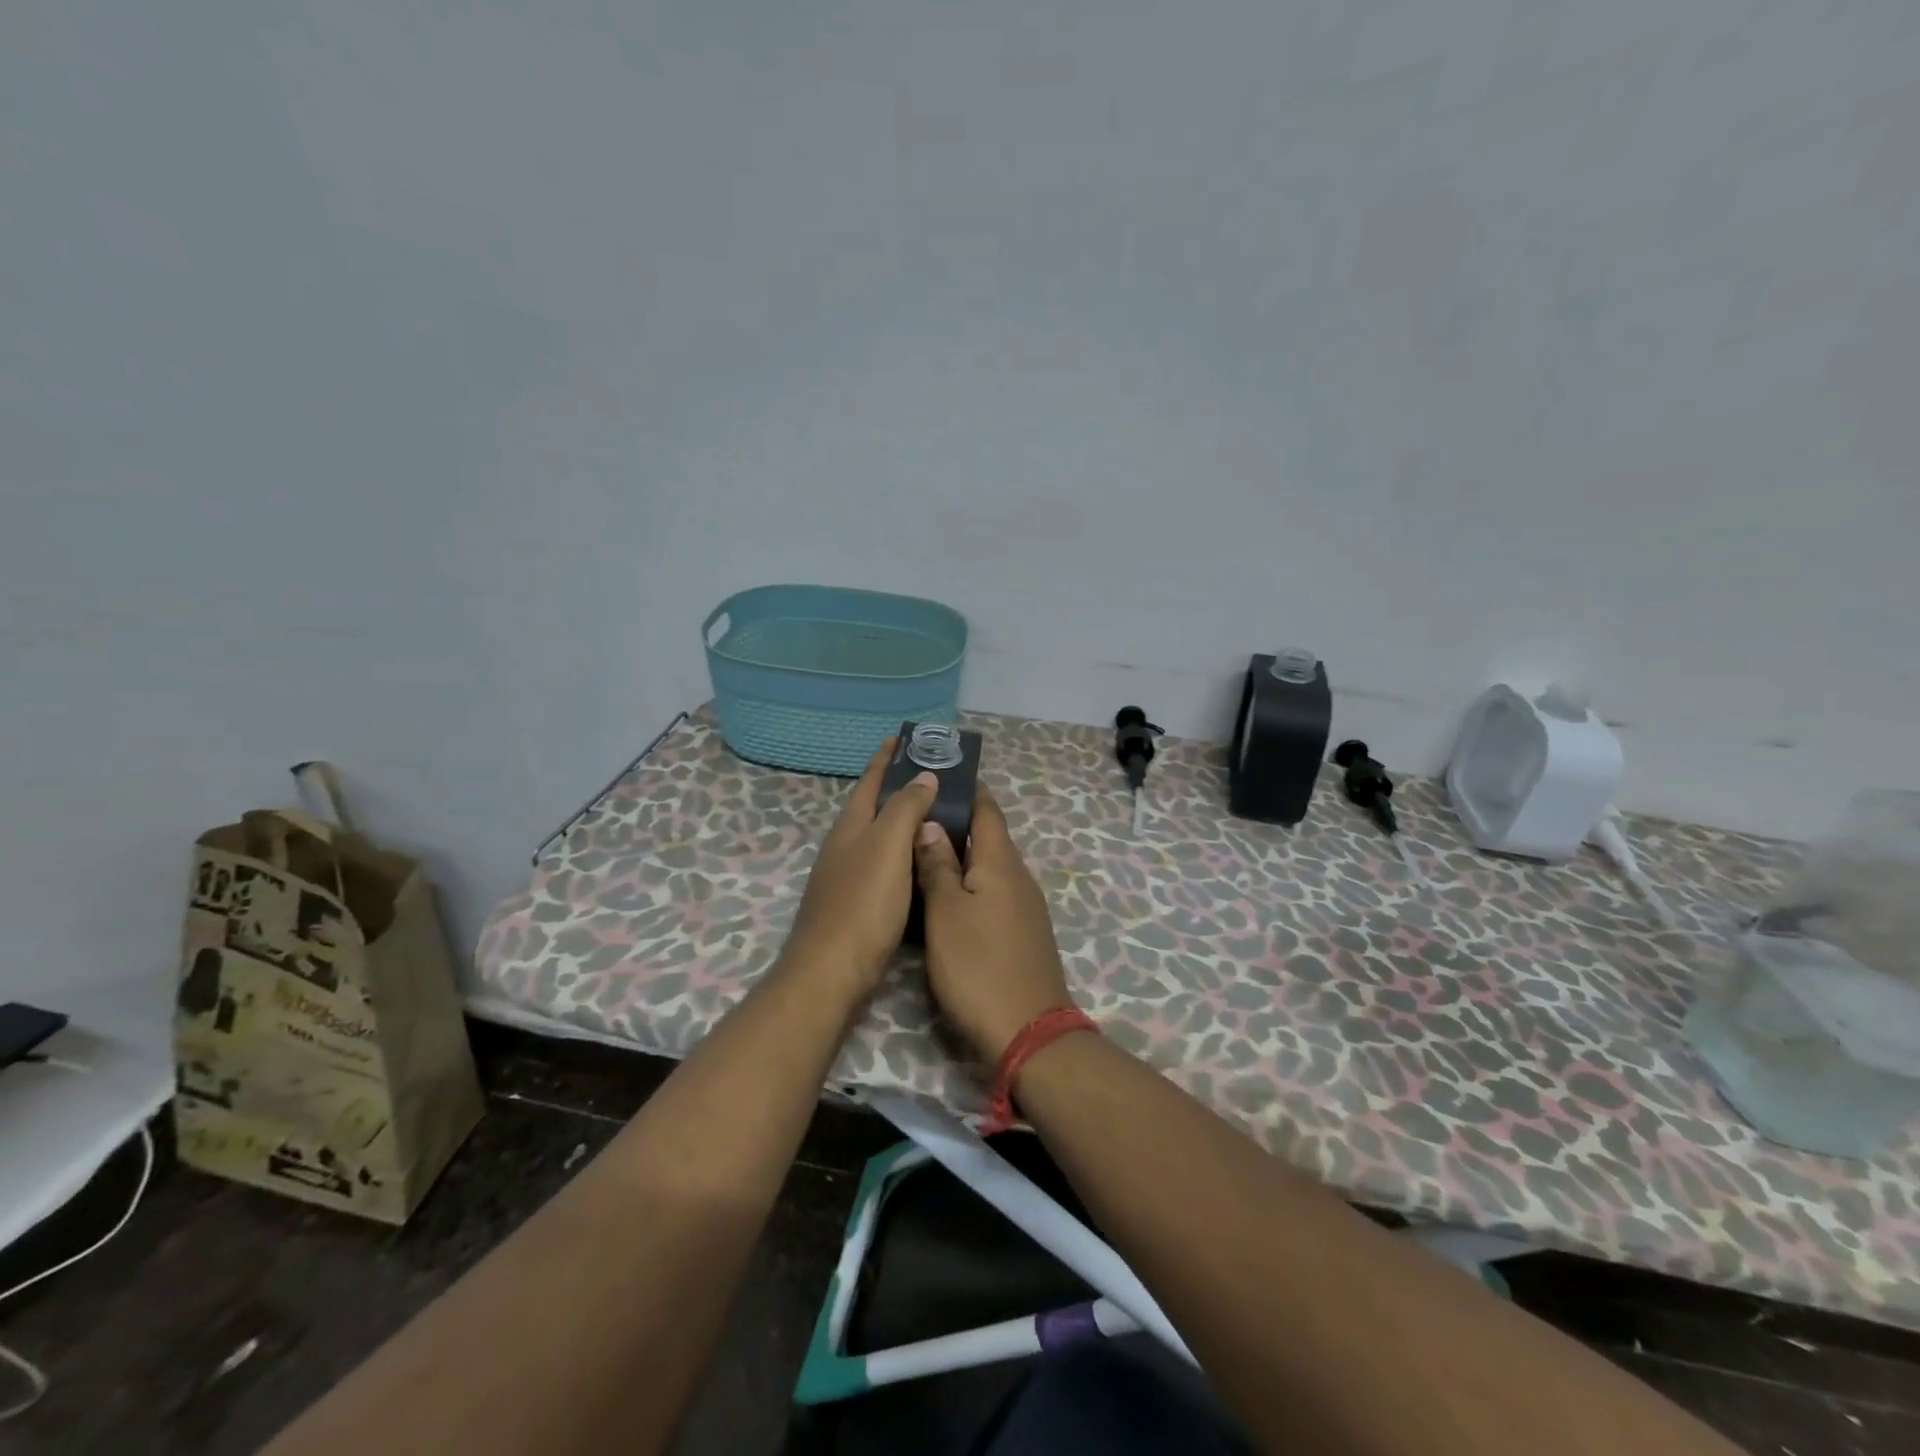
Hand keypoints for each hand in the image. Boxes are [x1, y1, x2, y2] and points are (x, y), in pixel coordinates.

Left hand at [782, 742, 939, 1006]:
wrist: (832, 972)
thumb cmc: (863, 903)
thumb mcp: (887, 847)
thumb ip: (905, 809)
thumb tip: (924, 776)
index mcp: (851, 827)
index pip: (870, 781)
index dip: (885, 759)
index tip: (903, 738)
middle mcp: (845, 847)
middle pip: (873, 808)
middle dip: (898, 789)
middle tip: (935, 778)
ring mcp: (847, 877)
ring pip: (879, 839)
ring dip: (903, 824)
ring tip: (936, 817)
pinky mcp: (857, 906)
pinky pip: (886, 867)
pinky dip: (905, 856)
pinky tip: (922, 866)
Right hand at [913, 786, 1075, 1062]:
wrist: (1027, 1031)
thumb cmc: (978, 965)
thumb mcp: (946, 912)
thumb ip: (937, 866)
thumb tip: (930, 824)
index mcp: (1000, 862)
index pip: (987, 810)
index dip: (967, 790)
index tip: (940, 776)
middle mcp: (1018, 876)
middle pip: (989, 837)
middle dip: (958, 822)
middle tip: (916, 814)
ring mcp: (1024, 906)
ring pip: (989, 867)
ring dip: (962, 855)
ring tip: (923, 850)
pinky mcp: (1022, 932)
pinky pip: (993, 892)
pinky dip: (970, 883)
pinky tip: (947, 895)